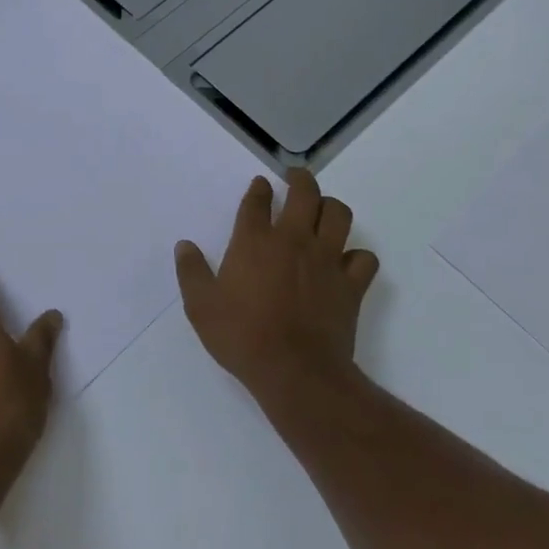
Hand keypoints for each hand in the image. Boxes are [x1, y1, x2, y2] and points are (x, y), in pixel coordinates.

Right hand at [174, 169, 379, 403]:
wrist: (294, 370)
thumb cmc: (241, 336)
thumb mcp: (201, 307)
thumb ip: (191, 272)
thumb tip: (184, 245)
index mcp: (254, 241)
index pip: (258, 201)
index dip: (259, 189)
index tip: (260, 185)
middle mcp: (293, 240)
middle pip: (305, 193)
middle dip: (301, 179)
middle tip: (296, 178)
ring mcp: (326, 259)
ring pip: (339, 215)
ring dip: (331, 208)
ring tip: (324, 211)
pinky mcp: (351, 284)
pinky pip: (364, 258)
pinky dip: (357, 256)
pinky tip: (347, 262)